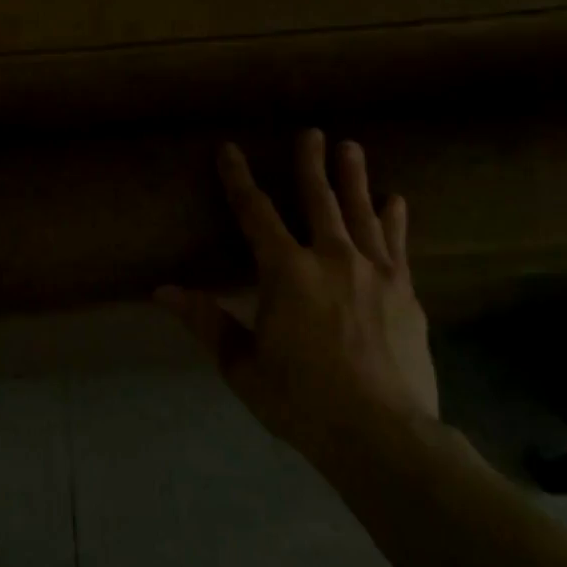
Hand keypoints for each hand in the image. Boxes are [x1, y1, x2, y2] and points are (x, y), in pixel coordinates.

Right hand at [157, 130, 437, 456]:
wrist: (383, 435)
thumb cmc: (301, 399)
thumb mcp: (242, 365)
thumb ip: (206, 322)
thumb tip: (161, 291)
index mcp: (285, 272)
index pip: (254, 213)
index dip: (238, 179)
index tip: (229, 149)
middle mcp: (331, 259)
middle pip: (318, 200)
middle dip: (311, 164)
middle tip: (313, 132)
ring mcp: (374, 273)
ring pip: (361, 213)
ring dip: (354, 179)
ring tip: (351, 147)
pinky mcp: (405, 293)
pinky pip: (397, 245)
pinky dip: (394, 219)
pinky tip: (396, 200)